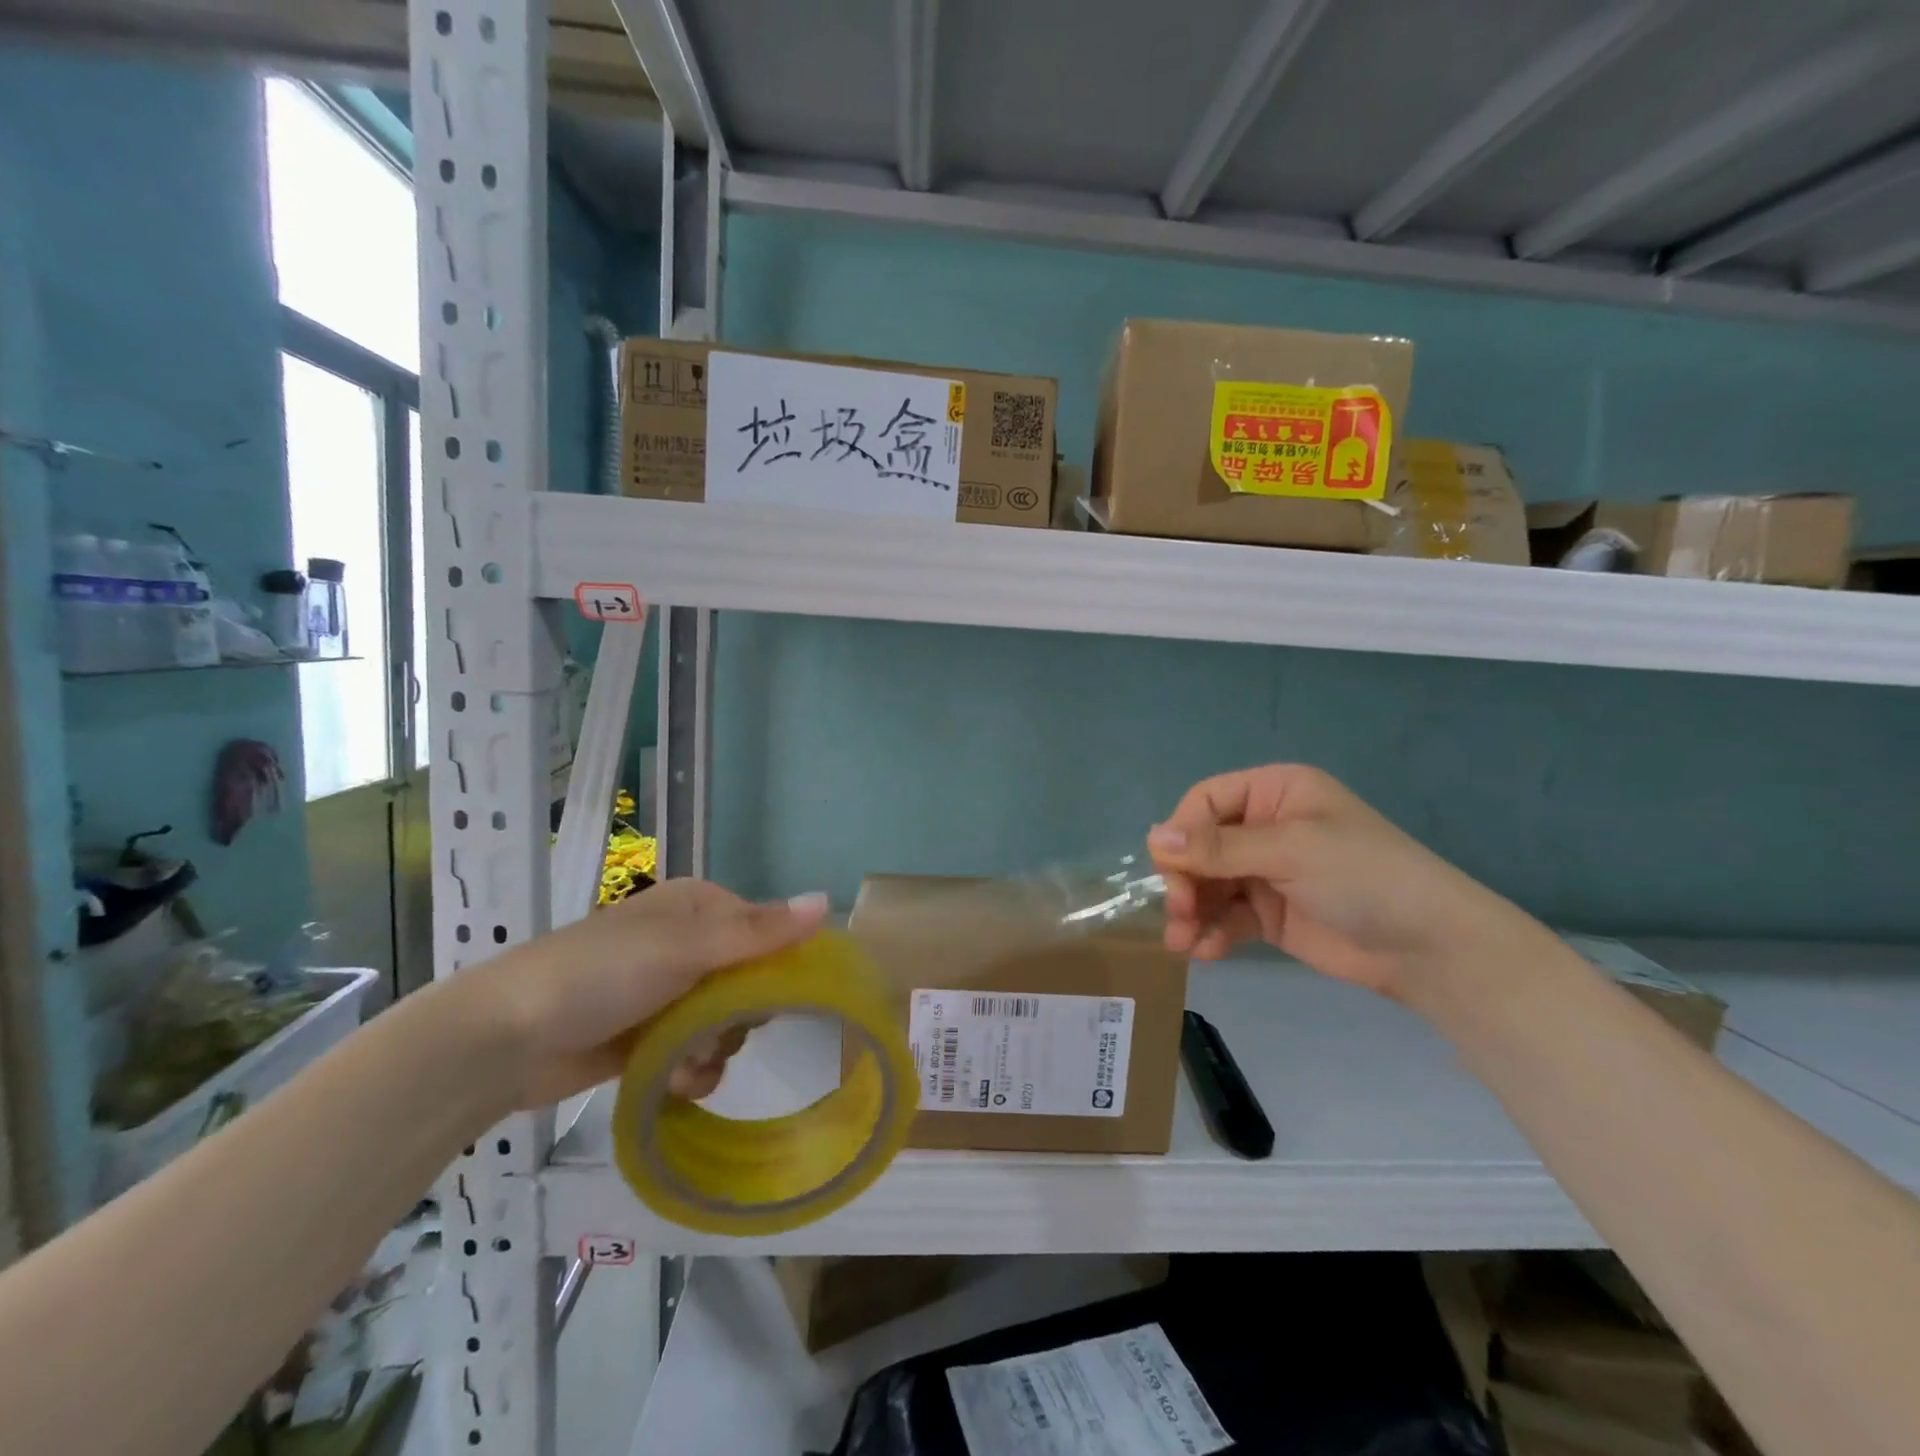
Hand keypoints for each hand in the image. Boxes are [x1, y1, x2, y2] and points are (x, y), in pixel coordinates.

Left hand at [443, 879, 828, 1110]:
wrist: (502, 1039)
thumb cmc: (599, 975)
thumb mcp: (685, 948)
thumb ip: (759, 931)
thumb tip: (829, 901)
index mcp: (699, 907)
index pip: (768, 932)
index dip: (779, 967)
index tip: (779, 1000)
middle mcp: (687, 944)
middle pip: (752, 982)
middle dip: (742, 1017)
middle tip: (721, 1032)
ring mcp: (667, 992)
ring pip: (726, 1022)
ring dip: (715, 1049)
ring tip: (688, 1065)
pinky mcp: (648, 1037)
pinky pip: (695, 1052)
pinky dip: (692, 1070)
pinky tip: (676, 1082)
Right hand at [1147, 764, 1533, 999]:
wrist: (1429, 949)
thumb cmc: (1363, 876)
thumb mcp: (1290, 850)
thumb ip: (1219, 847)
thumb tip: (1153, 838)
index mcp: (1274, 792)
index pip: (1206, 801)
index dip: (1182, 832)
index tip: (1169, 869)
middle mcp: (1265, 827)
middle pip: (1201, 846)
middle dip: (1184, 879)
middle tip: (1178, 912)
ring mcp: (1267, 872)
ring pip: (1208, 884)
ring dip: (1190, 911)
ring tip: (1181, 942)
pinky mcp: (1270, 914)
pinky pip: (1226, 916)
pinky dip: (1211, 932)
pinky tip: (1206, 952)